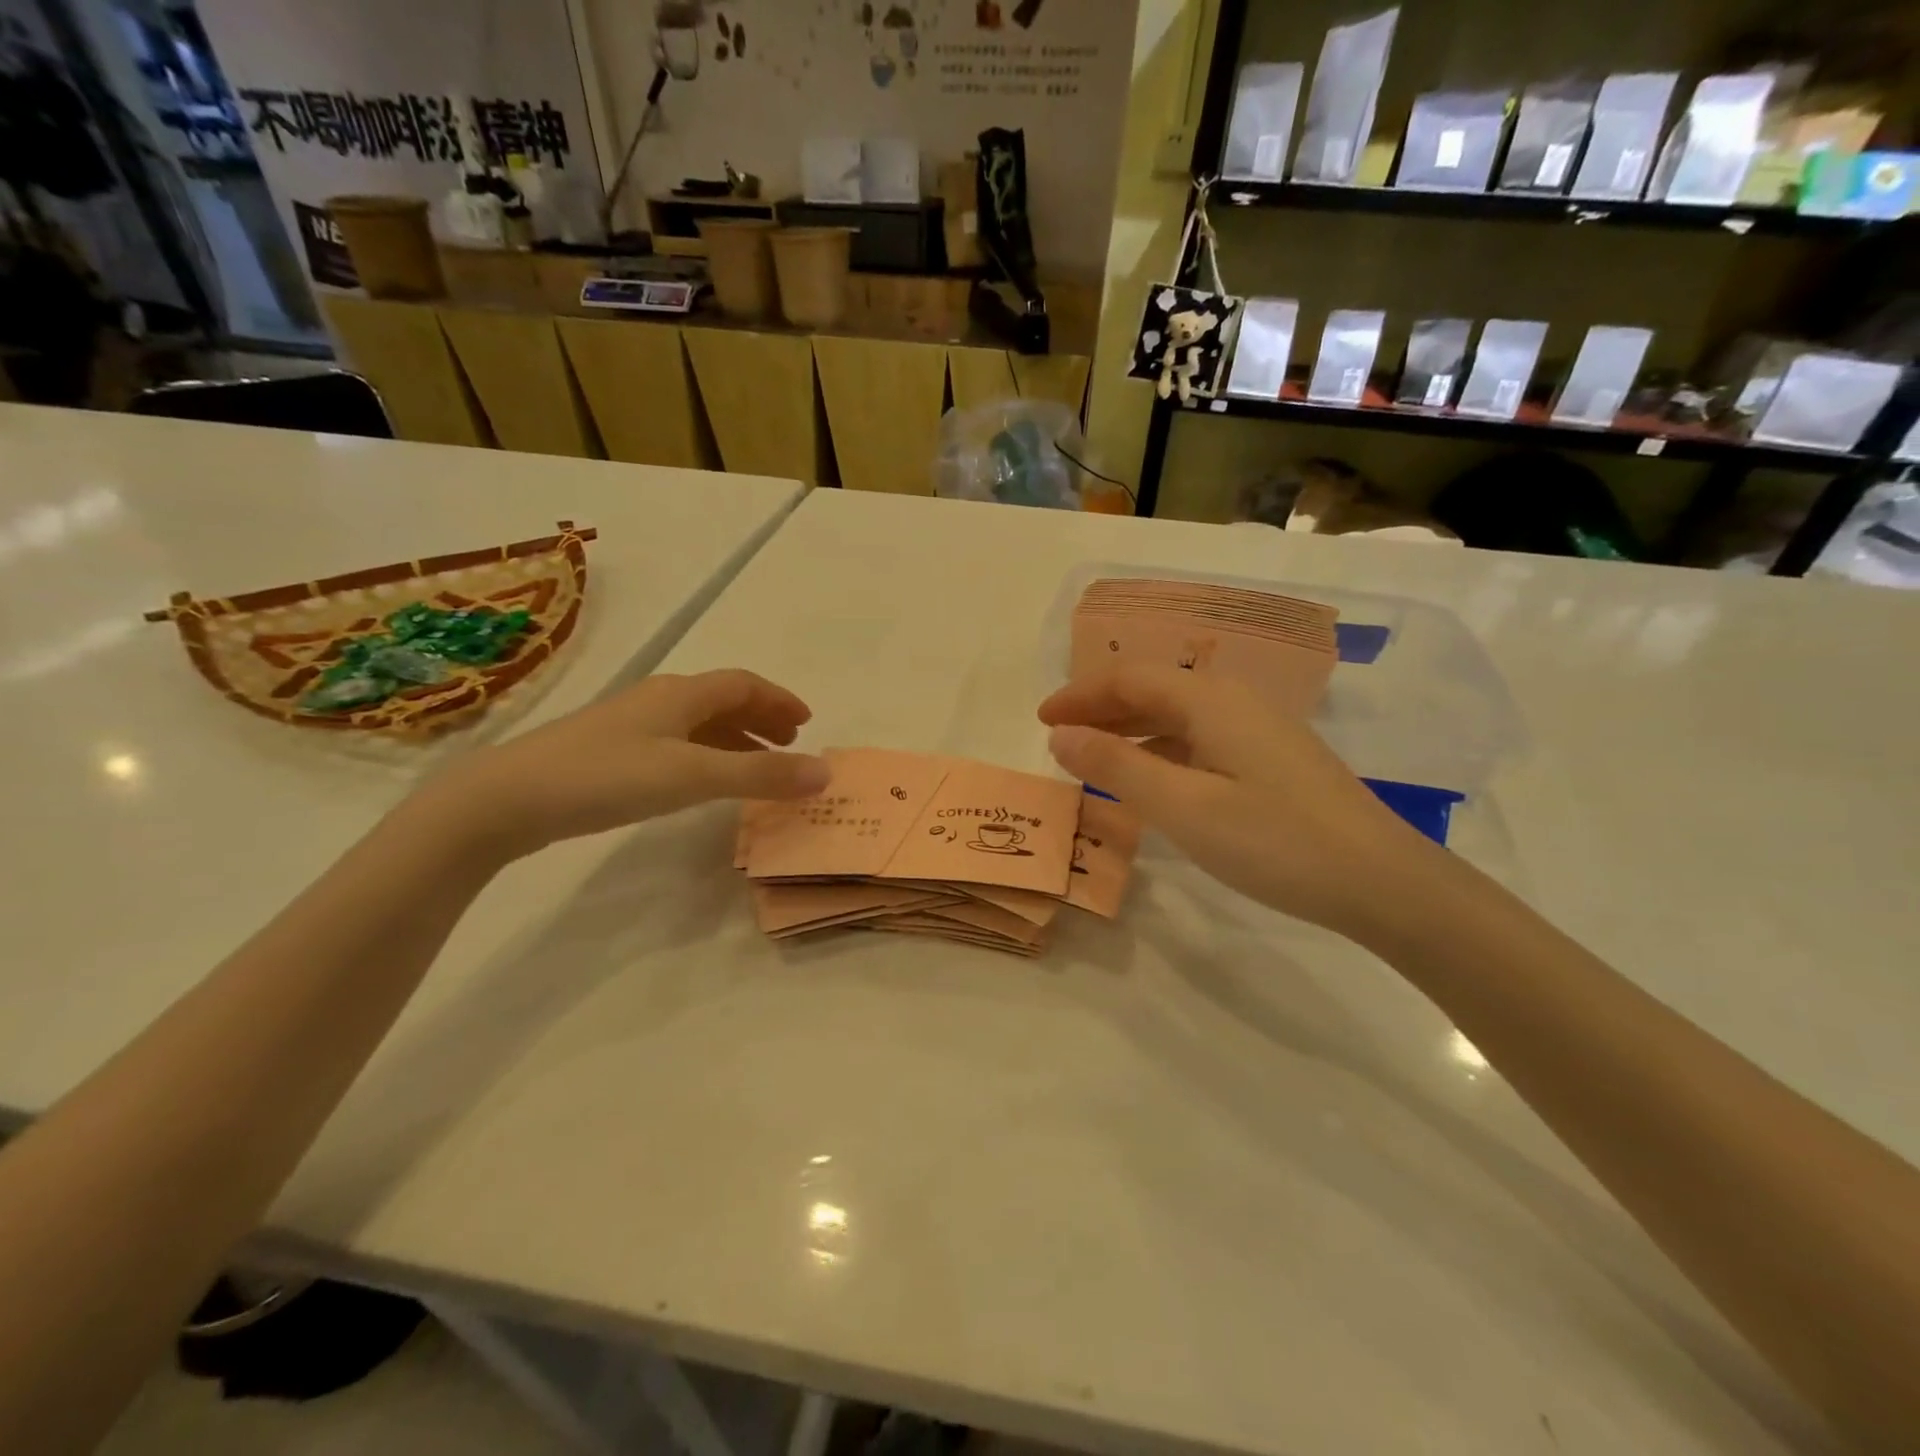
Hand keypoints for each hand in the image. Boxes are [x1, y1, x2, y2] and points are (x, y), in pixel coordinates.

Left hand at [424, 670, 828, 859]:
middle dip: (761, 718)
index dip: (779, 699)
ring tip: (757, 766)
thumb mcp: (694, 776)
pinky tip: (701, 780)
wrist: (507, 798)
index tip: (807, 724)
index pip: (744, 684)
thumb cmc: (608, 776)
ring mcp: (630, 725)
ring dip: (735, 738)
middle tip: (789, 744)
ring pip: (698, 723)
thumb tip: (825, 773)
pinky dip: (706, 756)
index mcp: (681, 694)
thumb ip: (761, 775)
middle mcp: (659, 700)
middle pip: (722, 700)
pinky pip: (677, 744)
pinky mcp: (610, 752)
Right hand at [1039, 666, 1445, 939]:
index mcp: (1211, 701)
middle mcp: (1235, 702)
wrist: (1382, 881)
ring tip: (1093, 758)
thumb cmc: (1275, 841)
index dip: (1080, 695)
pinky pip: (1200, 741)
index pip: (1130, 678)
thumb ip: (1116, 766)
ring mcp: (1259, 731)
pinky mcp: (1272, 761)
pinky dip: (1161, 752)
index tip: (1040, 720)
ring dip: (1130, 731)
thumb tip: (1060, 735)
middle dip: (1101, 709)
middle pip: (1154, 690)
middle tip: (1059, 739)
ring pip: (1178, 716)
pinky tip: (1152, 781)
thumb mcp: (1183, 807)